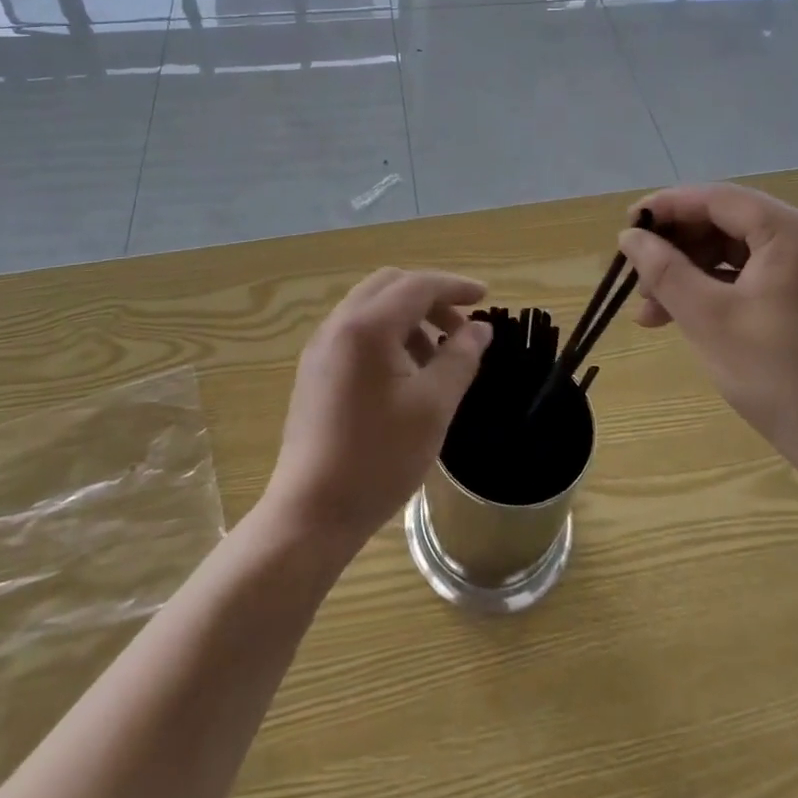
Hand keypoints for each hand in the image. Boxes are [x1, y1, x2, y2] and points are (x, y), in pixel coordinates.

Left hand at [264, 269, 492, 553]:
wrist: (312, 512)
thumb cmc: (379, 459)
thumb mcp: (433, 407)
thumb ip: (459, 358)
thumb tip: (479, 329)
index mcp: (367, 327)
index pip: (417, 285)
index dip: (455, 286)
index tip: (485, 297)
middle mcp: (338, 325)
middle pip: (390, 286)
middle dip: (430, 298)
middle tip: (461, 328)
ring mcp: (321, 347)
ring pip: (371, 307)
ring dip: (408, 317)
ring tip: (437, 357)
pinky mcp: (314, 370)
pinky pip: (356, 331)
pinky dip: (387, 334)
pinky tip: (405, 373)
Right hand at [617, 184, 797, 485]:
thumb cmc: (777, 377)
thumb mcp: (707, 318)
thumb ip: (663, 269)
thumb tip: (630, 235)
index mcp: (797, 234)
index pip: (718, 199)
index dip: (666, 208)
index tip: (627, 227)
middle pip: (729, 222)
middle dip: (678, 249)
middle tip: (639, 283)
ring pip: (740, 251)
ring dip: (693, 273)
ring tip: (654, 313)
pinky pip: (760, 274)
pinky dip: (721, 289)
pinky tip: (689, 316)